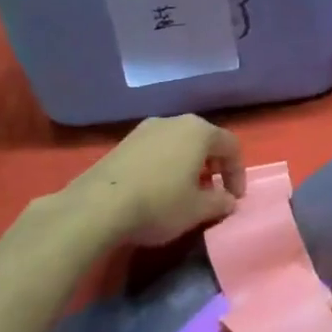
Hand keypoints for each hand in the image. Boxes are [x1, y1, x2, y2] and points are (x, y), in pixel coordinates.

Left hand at [64, 115, 245, 247]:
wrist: (94, 208)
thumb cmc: (159, 204)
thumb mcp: (199, 210)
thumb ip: (220, 202)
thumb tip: (228, 200)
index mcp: (199, 131)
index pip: (231, 147)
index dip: (237, 173)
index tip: (234, 199)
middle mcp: (174, 122)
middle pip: (204, 141)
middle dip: (213, 166)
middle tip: (212, 191)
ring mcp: (144, 130)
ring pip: (178, 144)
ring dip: (188, 166)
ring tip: (184, 192)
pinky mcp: (121, 144)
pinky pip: (155, 151)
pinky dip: (165, 166)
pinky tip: (157, 190)